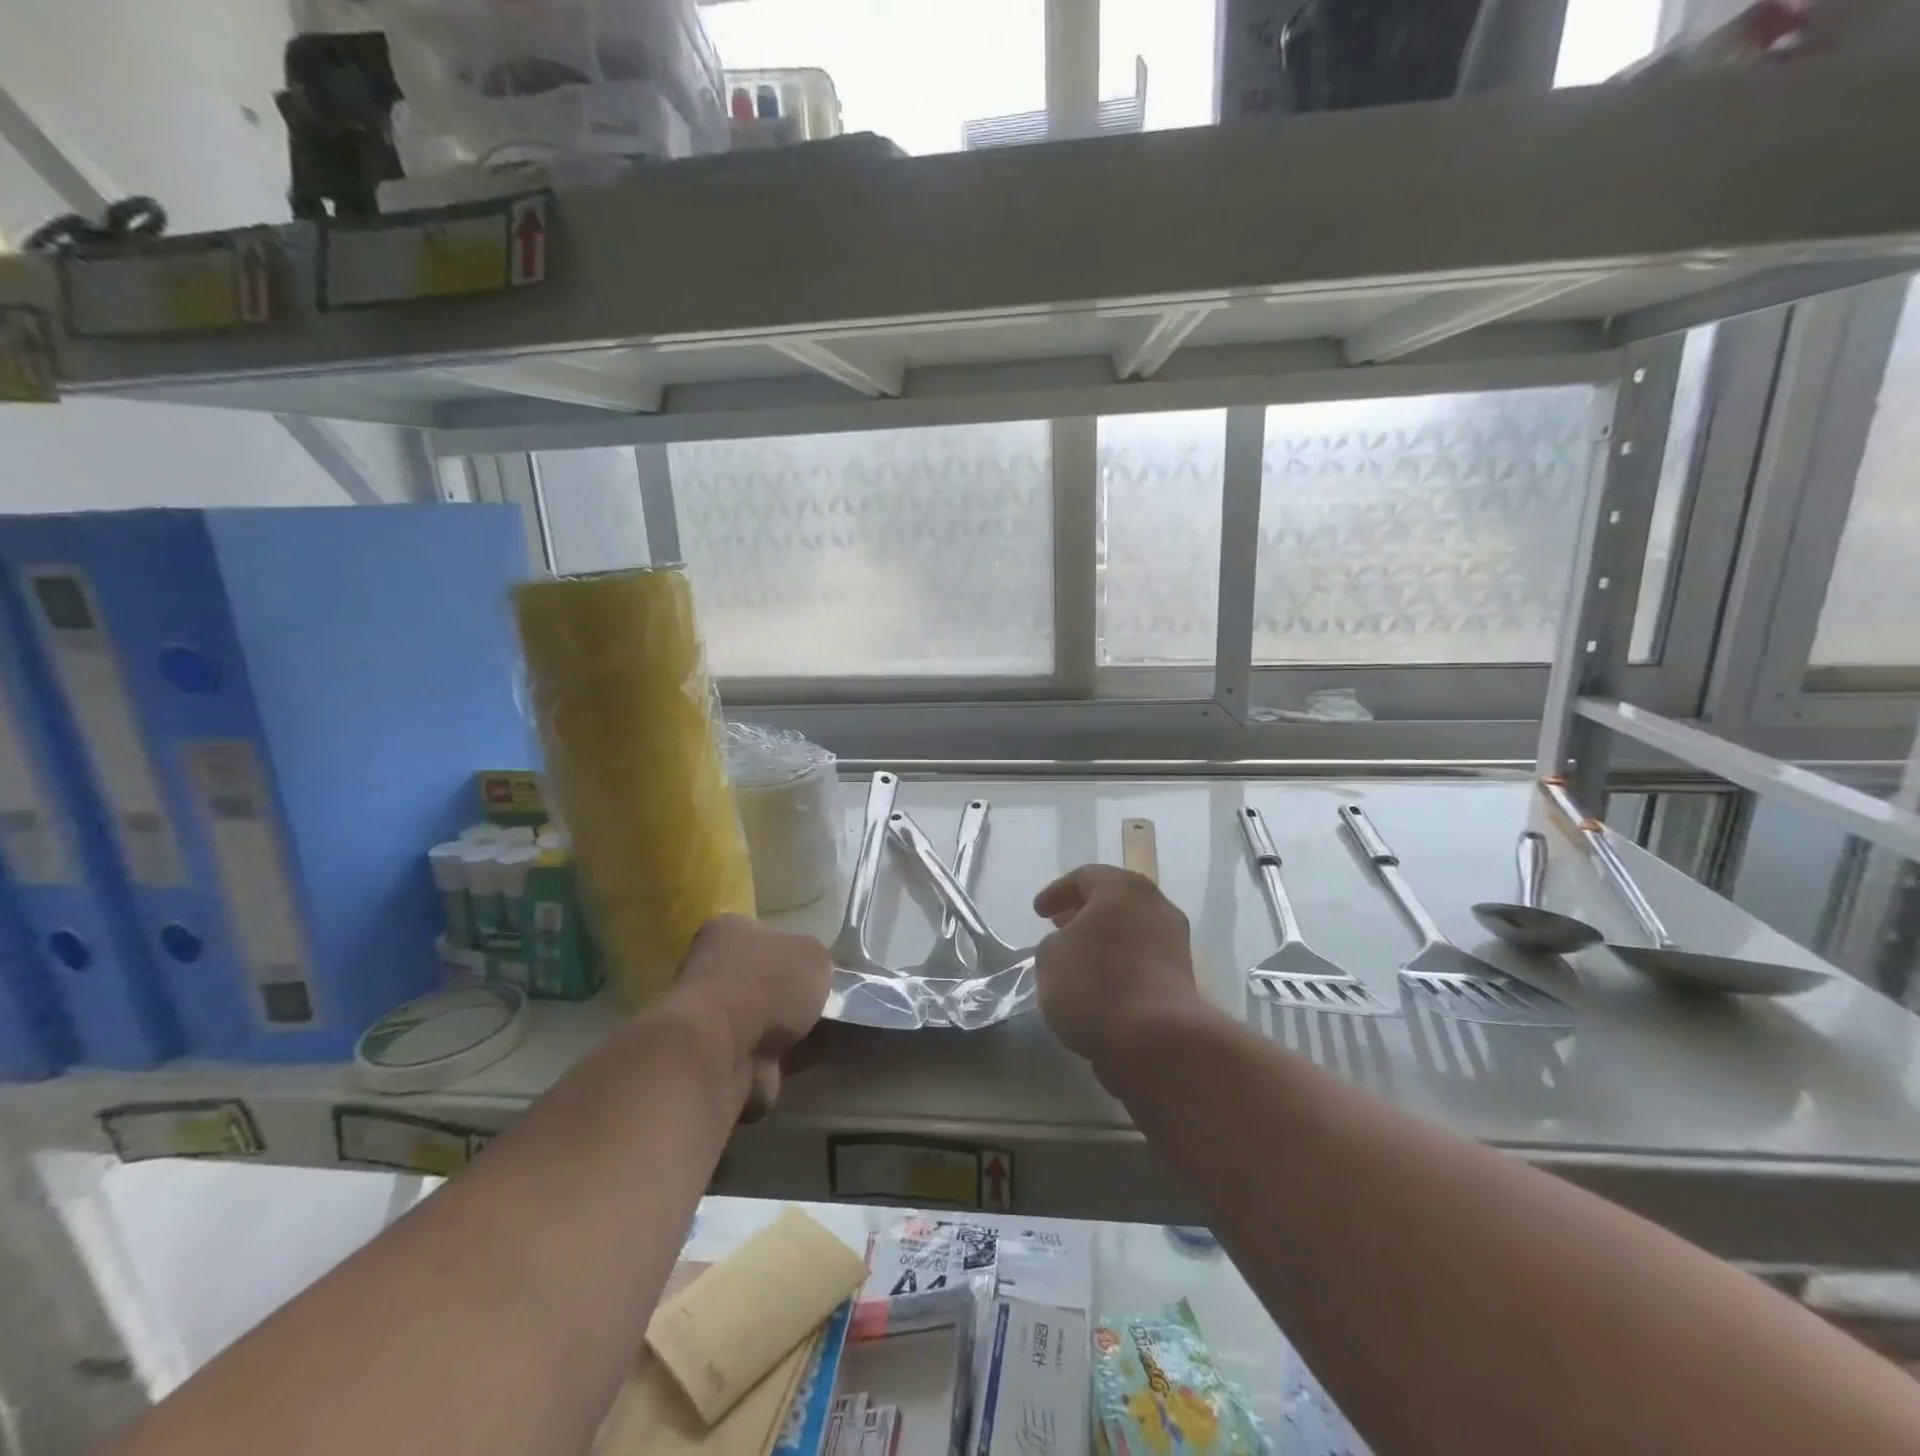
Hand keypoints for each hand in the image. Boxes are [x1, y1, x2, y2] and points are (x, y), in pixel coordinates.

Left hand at [668, 916, 832, 1114]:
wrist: (723, 1052)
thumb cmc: (767, 985)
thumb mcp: (814, 954)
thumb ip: (818, 961)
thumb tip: (813, 977)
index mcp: (728, 930)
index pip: (765, 933)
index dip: (795, 951)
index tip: (819, 970)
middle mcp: (712, 969)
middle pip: (765, 979)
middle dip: (793, 995)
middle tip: (827, 1003)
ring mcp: (712, 1018)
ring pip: (766, 1019)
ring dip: (793, 1029)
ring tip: (826, 1032)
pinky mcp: (718, 1060)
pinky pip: (765, 1055)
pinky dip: (786, 1059)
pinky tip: (811, 1058)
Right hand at [1031, 866, 1201, 1066]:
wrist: (1155, 1040)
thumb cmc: (1095, 984)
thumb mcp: (1050, 957)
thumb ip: (1055, 943)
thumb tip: (1071, 947)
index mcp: (1124, 889)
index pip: (1085, 877)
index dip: (1056, 893)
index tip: (1038, 913)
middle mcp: (1156, 906)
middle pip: (1114, 901)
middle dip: (1083, 914)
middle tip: (1059, 927)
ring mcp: (1174, 942)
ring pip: (1130, 931)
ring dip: (1104, 940)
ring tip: (1076, 959)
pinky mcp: (1181, 978)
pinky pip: (1142, 960)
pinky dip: (1119, 964)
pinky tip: (1099, 984)